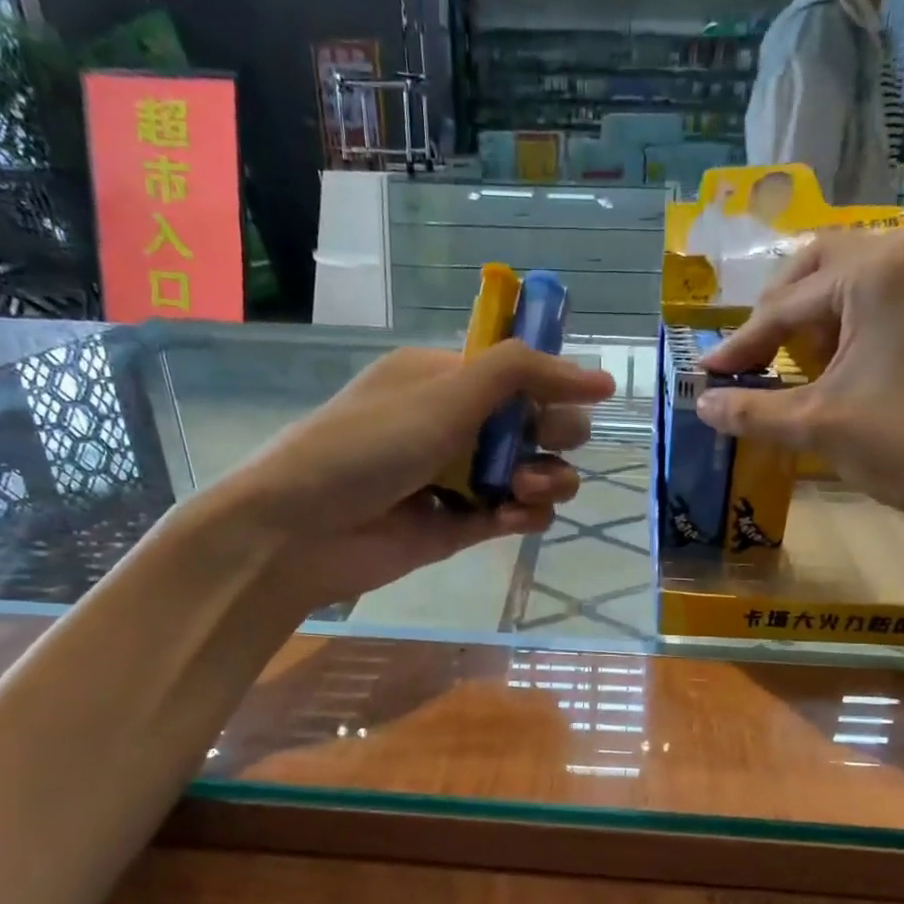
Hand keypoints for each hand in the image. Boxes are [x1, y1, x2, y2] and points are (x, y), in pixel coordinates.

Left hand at [215, 343, 614, 608]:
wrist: (302, 531)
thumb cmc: (368, 446)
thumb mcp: (444, 393)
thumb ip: (521, 373)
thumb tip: (601, 379)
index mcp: (448, 379)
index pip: (522, 372)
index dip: (557, 383)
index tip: (589, 396)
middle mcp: (460, 424)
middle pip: (537, 423)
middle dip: (555, 433)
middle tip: (544, 444)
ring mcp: (463, 476)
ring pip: (535, 472)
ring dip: (548, 477)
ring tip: (524, 489)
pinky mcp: (463, 525)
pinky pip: (516, 515)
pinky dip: (527, 515)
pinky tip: (515, 518)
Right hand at [696, 230, 903, 539]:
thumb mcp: (816, 425)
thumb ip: (750, 409)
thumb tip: (701, 404)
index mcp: (877, 269)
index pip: (786, 304)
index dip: (740, 343)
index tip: (706, 372)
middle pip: (822, 267)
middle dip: (779, 313)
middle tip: (754, 357)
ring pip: (858, 280)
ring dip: (818, 317)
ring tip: (797, 367)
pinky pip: (892, 299)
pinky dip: (856, 324)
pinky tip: (844, 368)